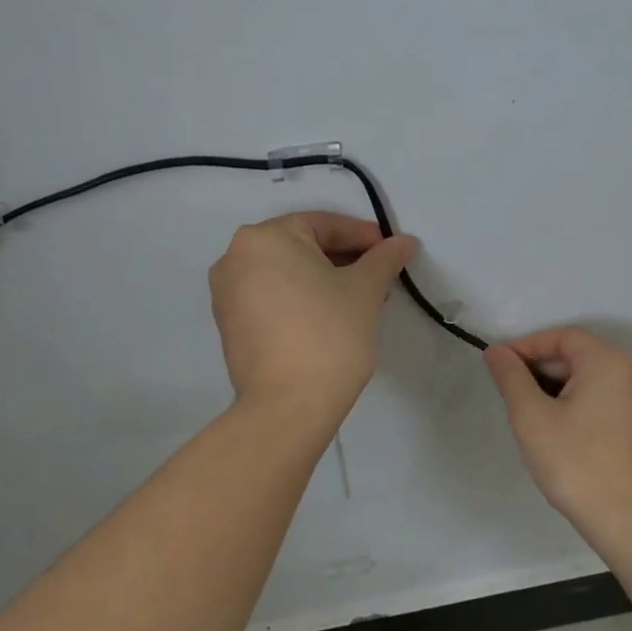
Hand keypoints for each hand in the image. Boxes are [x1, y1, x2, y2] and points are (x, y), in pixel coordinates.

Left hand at [209, 211, 416, 425]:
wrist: (288, 406)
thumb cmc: (329, 334)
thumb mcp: (364, 290)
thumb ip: (384, 259)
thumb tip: (404, 242)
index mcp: (263, 238)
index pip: (323, 224)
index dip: (363, 236)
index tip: (392, 252)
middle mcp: (235, 258)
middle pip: (301, 247)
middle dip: (343, 260)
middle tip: (379, 277)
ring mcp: (227, 294)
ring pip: (286, 274)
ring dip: (323, 281)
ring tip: (359, 300)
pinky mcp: (230, 326)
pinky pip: (271, 298)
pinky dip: (300, 300)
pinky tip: (329, 318)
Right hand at [484, 328, 631, 533]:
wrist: (629, 520)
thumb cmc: (576, 463)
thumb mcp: (531, 417)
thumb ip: (511, 378)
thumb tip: (496, 352)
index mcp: (609, 362)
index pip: (561, 338)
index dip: (526, 348)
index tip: (499, 368)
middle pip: (580, 357)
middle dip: (543, 371)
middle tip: (513, 397)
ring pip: (595, 381)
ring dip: (562, 390)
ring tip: (535, 417)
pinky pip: (611, 401)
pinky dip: (584, 405)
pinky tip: (565, 433)